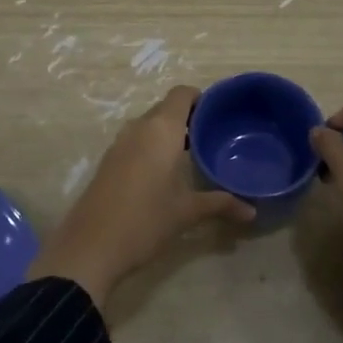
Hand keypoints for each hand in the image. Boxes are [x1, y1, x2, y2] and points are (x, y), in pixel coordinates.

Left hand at [27, 86, 254, 307]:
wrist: (90, 247)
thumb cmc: (145, 221)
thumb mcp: (186, 212)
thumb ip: (220, 204)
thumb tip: (252, 211)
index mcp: (161, 130)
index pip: (182, 94)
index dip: (201, 98)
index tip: (220, 115)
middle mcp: (138, 128)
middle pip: (166, 108)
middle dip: (189, 117)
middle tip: (213, 137)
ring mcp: (119, 143)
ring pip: (149, 125)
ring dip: (169, 133)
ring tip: (194, 154)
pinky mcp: (108, 161)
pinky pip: (136, 141)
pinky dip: (153, 146)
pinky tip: (166, 172)